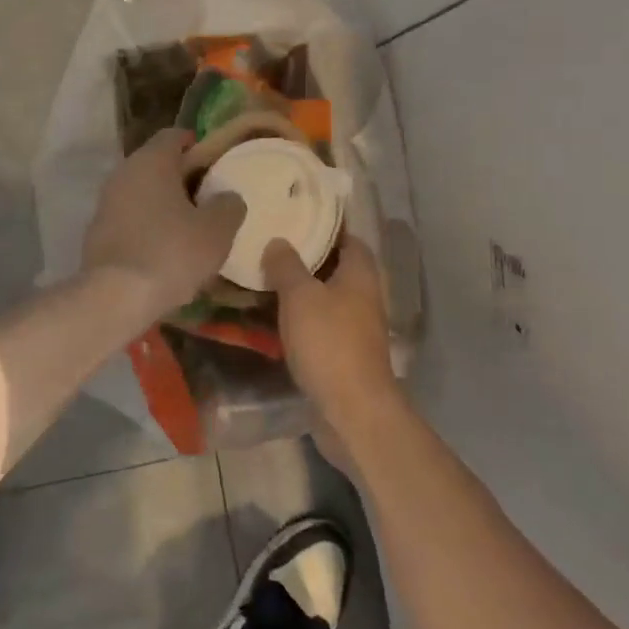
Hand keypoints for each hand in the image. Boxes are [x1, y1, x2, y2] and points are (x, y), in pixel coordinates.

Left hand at [83, 130, 245, 313]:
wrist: (115, 297)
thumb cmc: (171, 253)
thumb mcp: (217, 230)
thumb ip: (228, 205)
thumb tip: (227, 197)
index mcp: (151, 161)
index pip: (174, 136)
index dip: (198, 145)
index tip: (217, 163)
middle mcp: (123, 173)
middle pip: (157, 164)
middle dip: (183, 177)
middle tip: (210, 197)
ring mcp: (105, 203)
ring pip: (142, 193)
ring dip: (165, 204)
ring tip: (192, 227)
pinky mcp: (97, 233)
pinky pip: (130, 219)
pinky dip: (148, 226)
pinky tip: (166, 250)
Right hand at [264, 237, 396, 425]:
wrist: (352, 410)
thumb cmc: (328, 342)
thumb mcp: (300, 295)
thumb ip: (286, 265)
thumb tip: (279, 241)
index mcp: (360, 274)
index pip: (348, 237)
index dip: (324, 226)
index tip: (294, 218)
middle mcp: (364, 296)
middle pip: (336, 267)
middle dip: (306, 258)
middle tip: (270, 247)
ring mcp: (357, 327)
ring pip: (326, 298)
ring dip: (301, 290)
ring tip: (264, 279)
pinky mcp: (345, 353)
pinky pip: (320, 325)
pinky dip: (301, 318)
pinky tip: (273, 317)